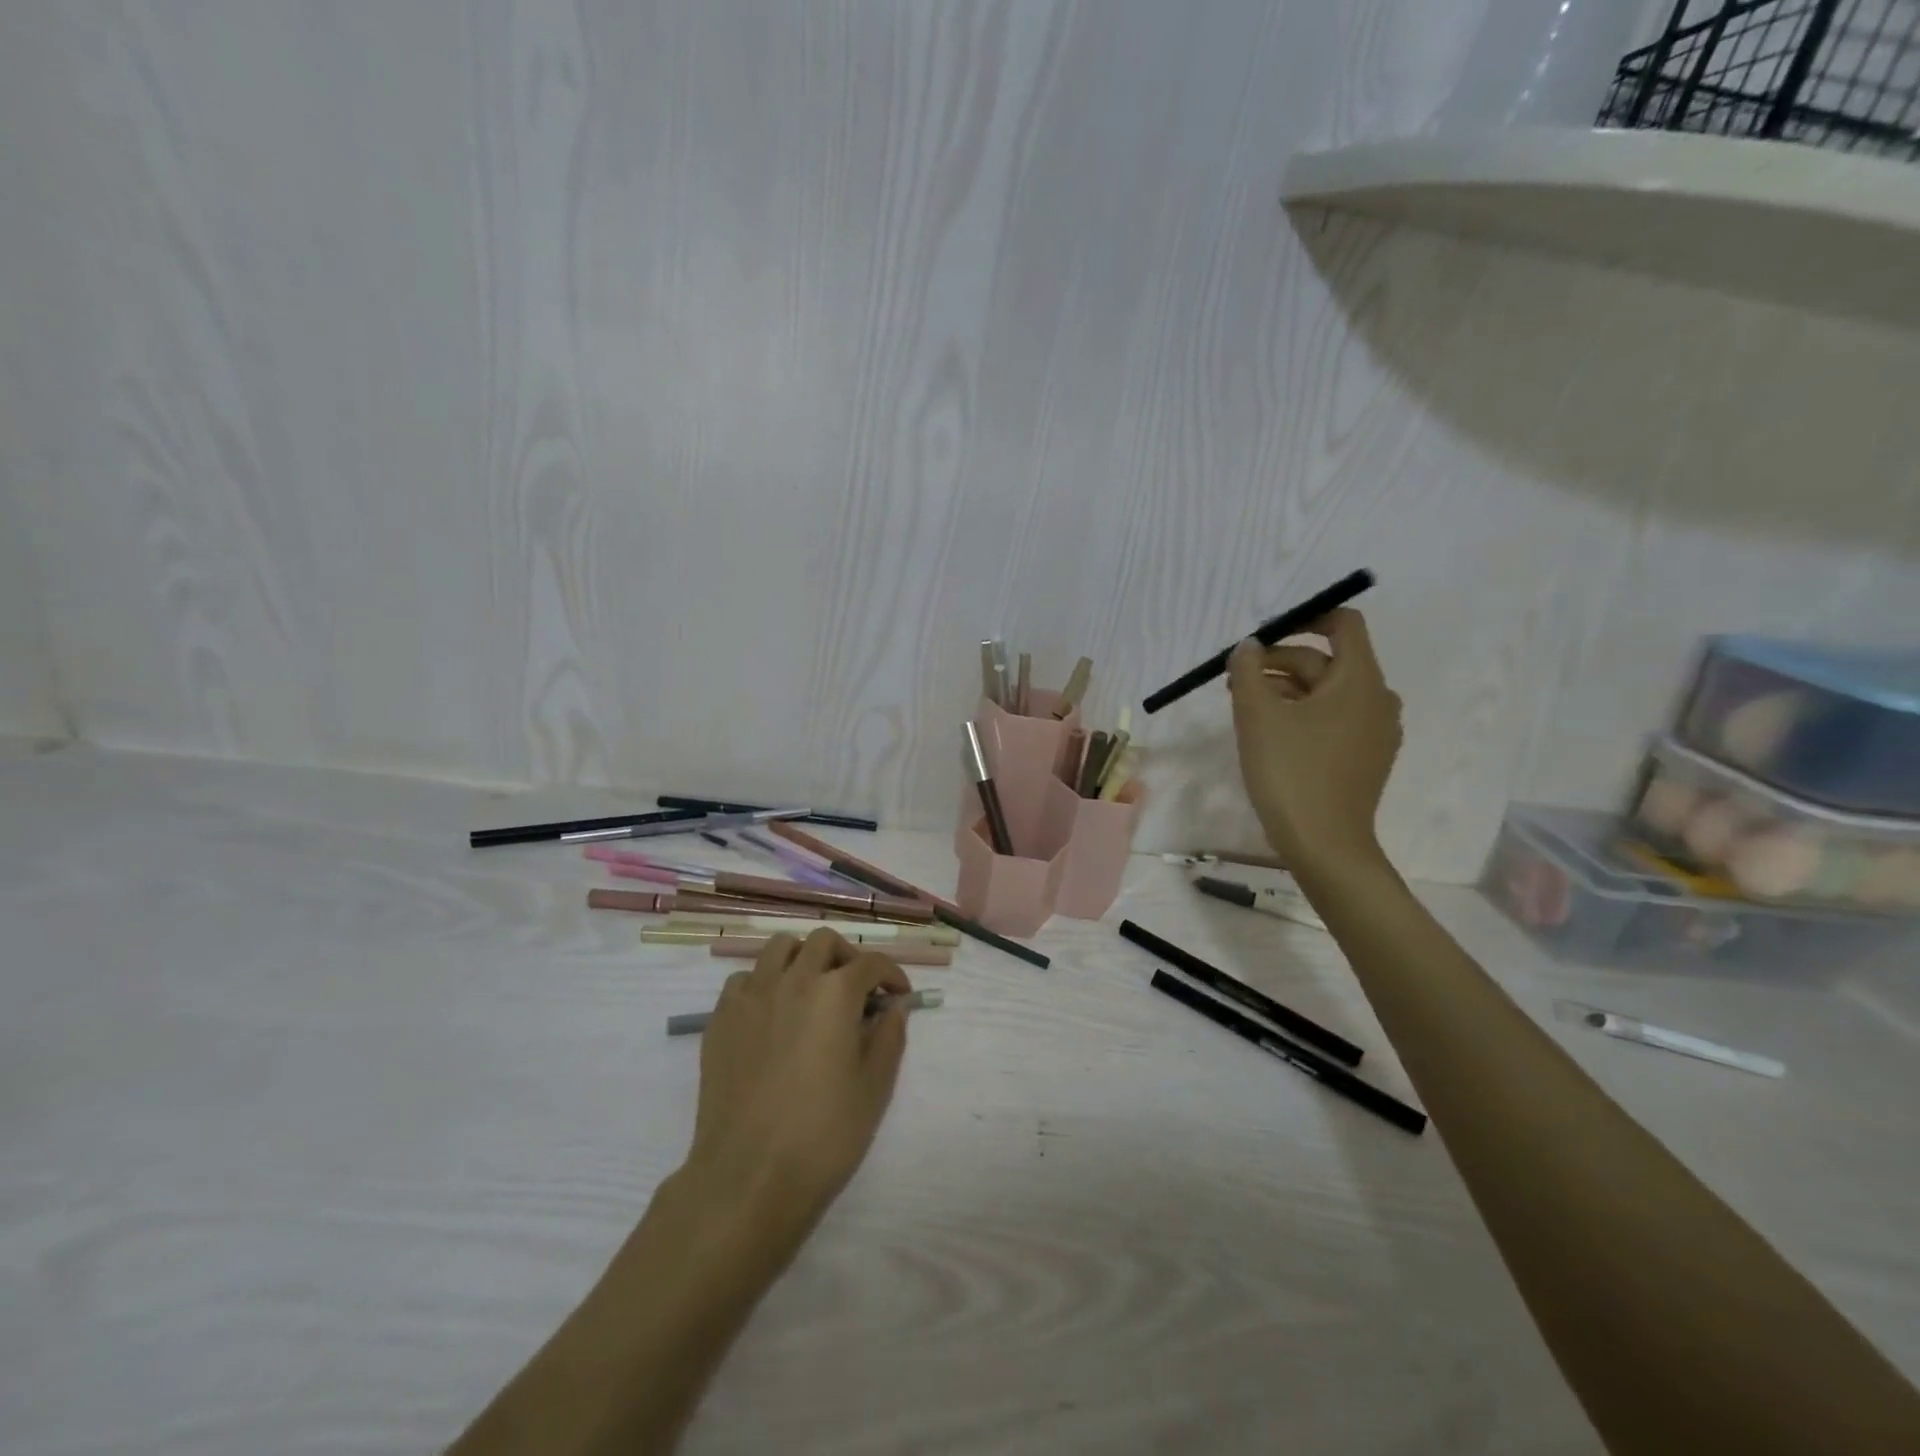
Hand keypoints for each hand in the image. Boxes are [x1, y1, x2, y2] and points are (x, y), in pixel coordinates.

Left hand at [681, 928, 910, 1251]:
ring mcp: (751, 996)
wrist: (748, 1176)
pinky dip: (764, 982)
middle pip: (823, 942)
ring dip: (802, 958)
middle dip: (847, 957)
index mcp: (835, 993)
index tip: (898, 996)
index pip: (871, 963)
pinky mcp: (721, 1018)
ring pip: (779, 947)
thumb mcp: (875, 1088)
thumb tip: (894, 1006)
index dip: (891, 975)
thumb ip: (889, 1037)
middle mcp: (792, 979)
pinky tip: (772, 1014)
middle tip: (857, 989)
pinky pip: (745, 978)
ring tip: (812, 990)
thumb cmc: (822, 1135)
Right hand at [1228, 607, 1401, 877]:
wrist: (1324, 845)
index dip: (1305, 619)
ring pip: (1327, 693)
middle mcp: (1377, 699)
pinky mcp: (1365, 757)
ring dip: (1285, 689)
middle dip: (1279, 662)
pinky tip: (1270, 732)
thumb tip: (1249, 646)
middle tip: (1235, 679)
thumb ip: (1247, 670)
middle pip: (1327, 661)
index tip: (1264, 636)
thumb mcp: (1257, 715)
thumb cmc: (1291, 772)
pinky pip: (1334, 719)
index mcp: (1360, 680)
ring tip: (1243, 705)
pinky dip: (1302, 713)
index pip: (1343, 625)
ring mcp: (1375, 731)